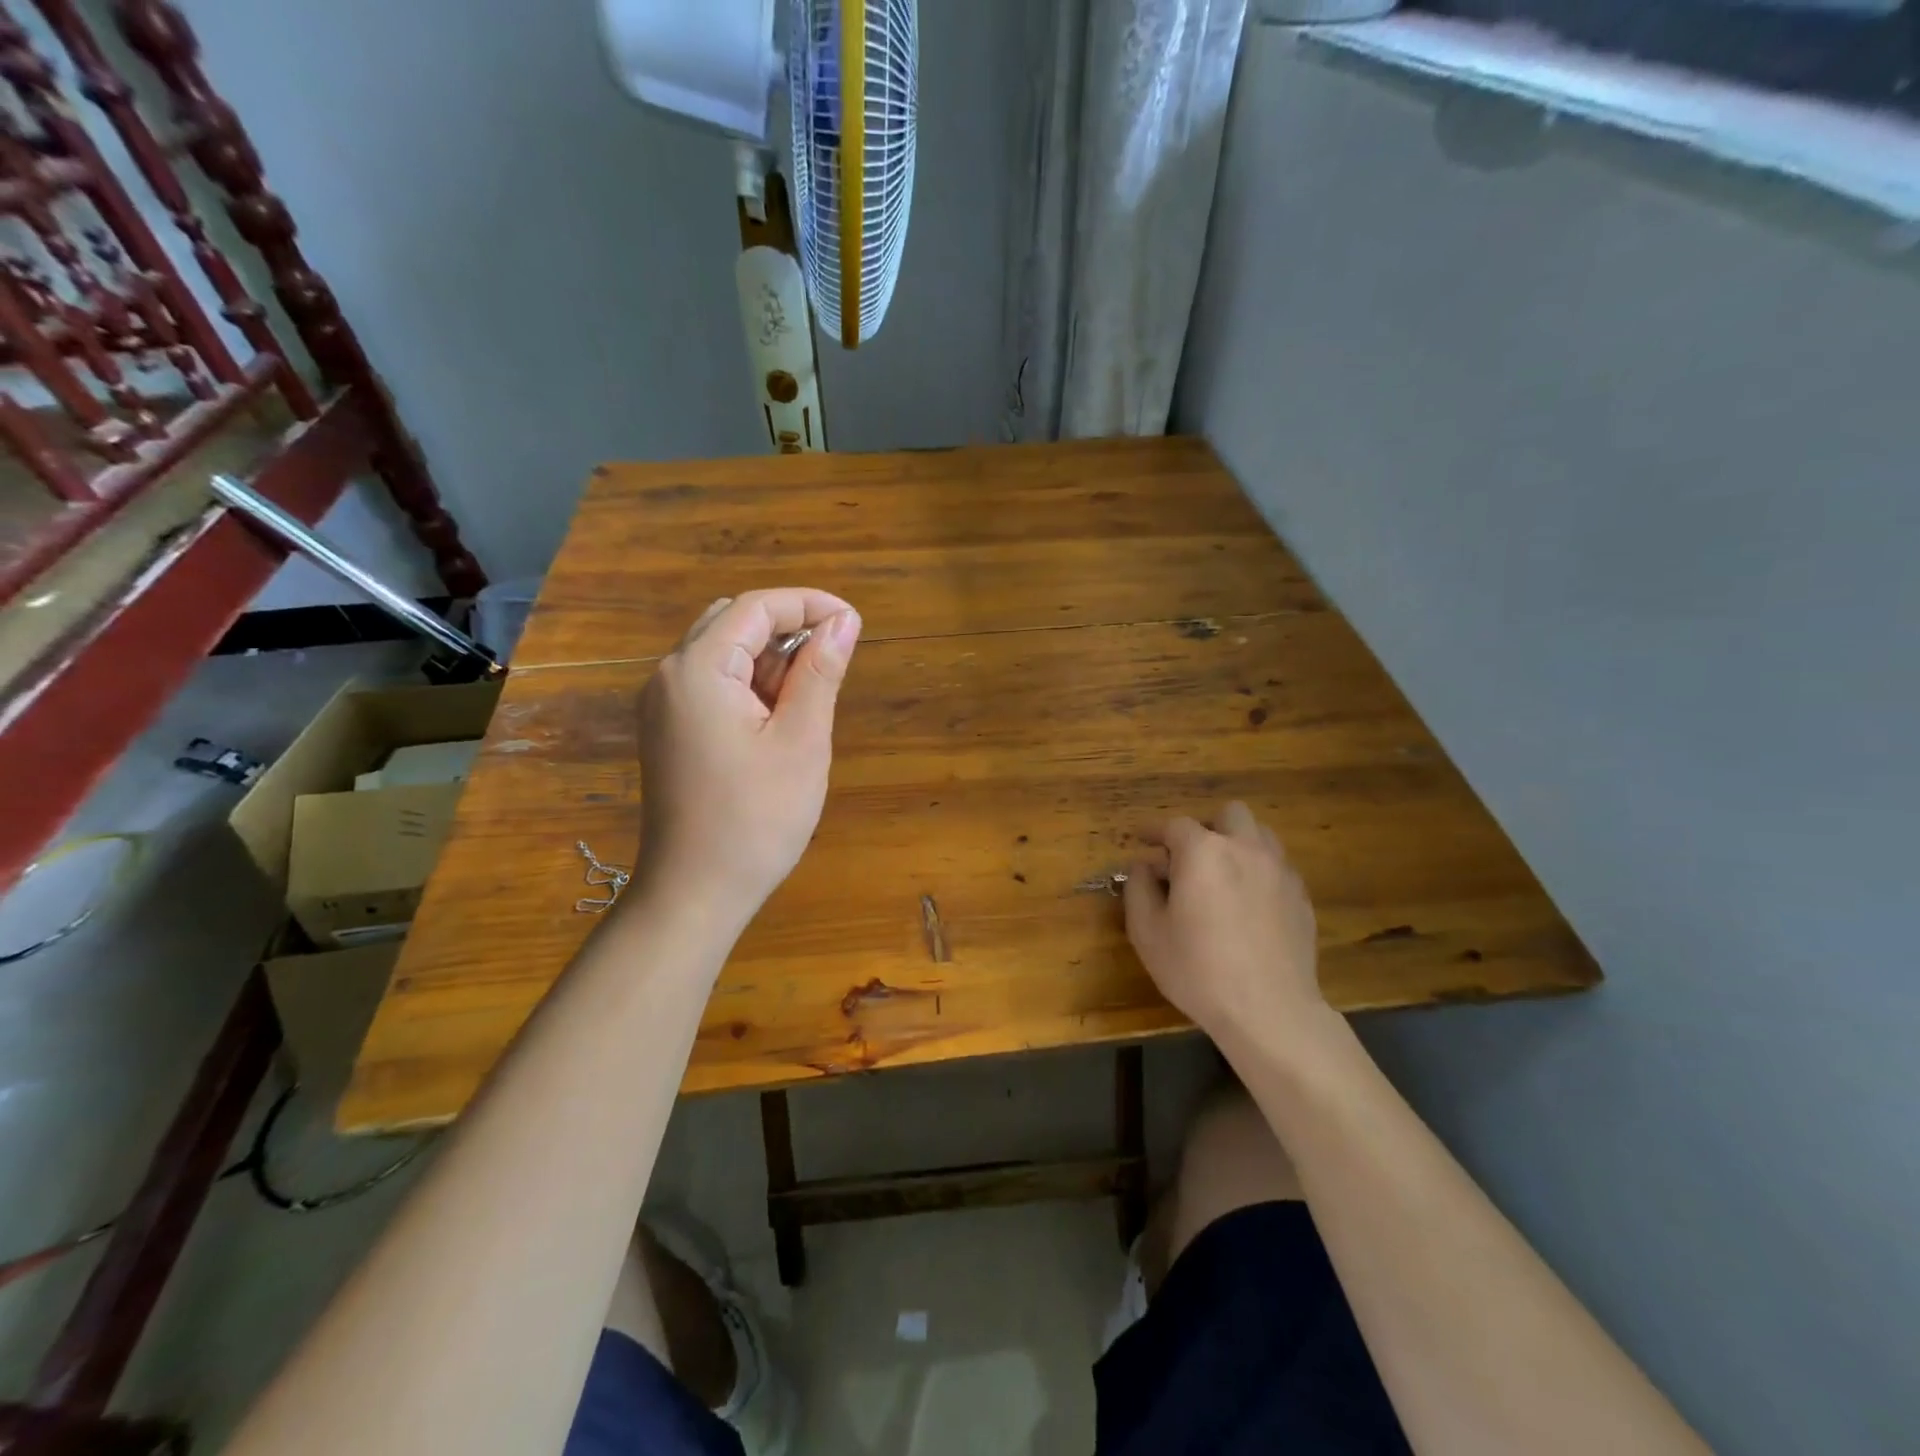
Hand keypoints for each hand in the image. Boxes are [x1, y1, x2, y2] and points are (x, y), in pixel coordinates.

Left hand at [631, 588, 861, 932]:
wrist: (695, 893)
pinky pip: (712, 684)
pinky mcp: (669, 730)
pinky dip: (751, 685)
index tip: (855, 621)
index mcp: (697, 669)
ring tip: (813, 696)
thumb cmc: (756, 819)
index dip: (809, 604)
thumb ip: (821, 672)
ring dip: (771, 659)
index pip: (756, 608)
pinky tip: (780, 717)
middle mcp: (669, 675)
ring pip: (723, 653)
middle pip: (733, 622)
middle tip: (835, 658)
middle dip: (788, 629)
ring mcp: (663, 705)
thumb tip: (844, 621)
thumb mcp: (802, 740)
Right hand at [1123, 802, 1337, 1059]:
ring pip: (1260, 834)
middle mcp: (1245, 848)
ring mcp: (1279, 870)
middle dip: (1206, 827)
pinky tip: (1248, 903)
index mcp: (1203, 852)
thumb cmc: (1198, 970)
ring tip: (1222, 874)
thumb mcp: (1148, 932)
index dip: (1154, 831)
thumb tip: (1144, 867)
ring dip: (1237, 843)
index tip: (1142, 841)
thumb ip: (1139, 889)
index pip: (1174, 825)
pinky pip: (1277, 866)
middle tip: (1189, 856)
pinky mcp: (1301, 896)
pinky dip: (1258, 871)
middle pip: (1228, 814)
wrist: (1269, 1010)